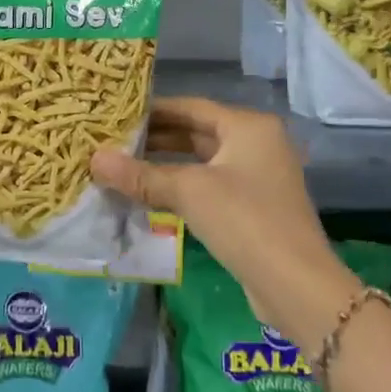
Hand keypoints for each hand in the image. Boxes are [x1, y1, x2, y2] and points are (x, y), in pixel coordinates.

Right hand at [91, 98, 362, 347]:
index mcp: (248, 127)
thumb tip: (94, 160)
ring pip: (200, 162)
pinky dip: (179, 187)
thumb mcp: (188, 191)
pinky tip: (148, 196)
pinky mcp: (252, 207)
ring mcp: (257, 177)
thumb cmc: (244, 220)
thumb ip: (141, 174)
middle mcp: (256, 144)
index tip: (116, 114)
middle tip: (112, 141)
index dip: (152, 110)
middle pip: (196, 132)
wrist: (295, 284)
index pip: (191, 107)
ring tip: (122, 166)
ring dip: (164, 165)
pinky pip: (208, 186)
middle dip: (155, 138)